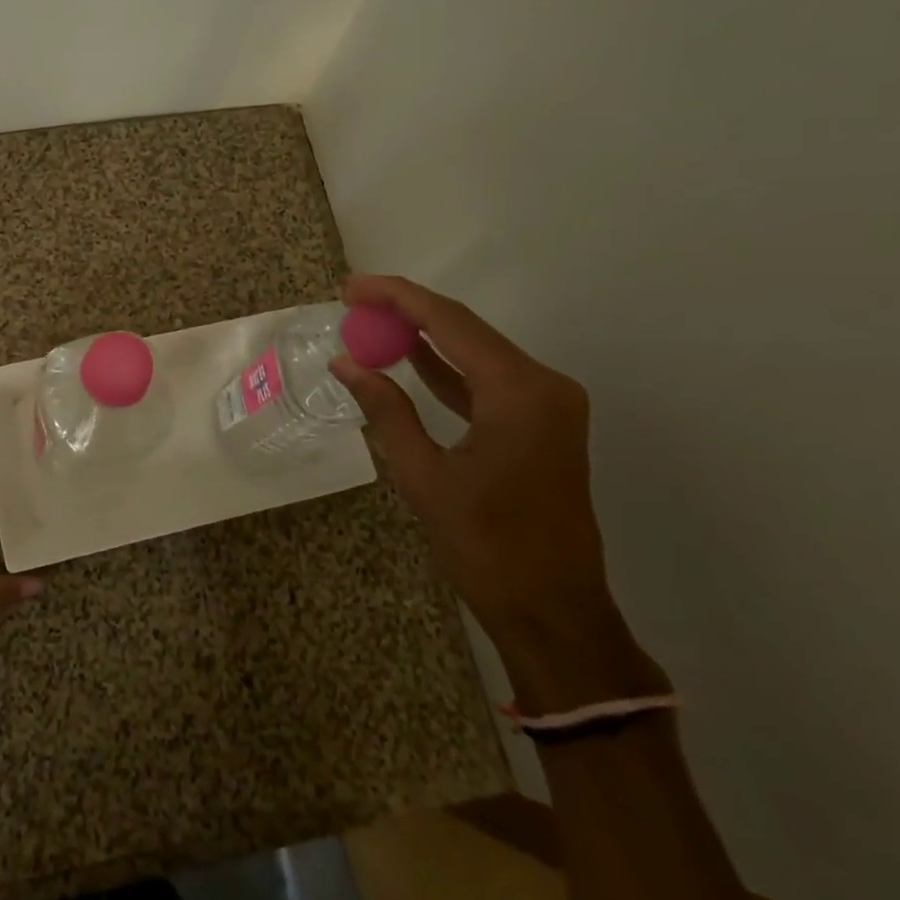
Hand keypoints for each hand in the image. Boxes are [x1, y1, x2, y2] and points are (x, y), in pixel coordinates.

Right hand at [330, 276, 657, 710]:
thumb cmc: (487, 547)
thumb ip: (386, 410)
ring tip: (372, 322)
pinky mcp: (542, 424)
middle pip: (466, 329)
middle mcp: (543, 386)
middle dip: (408, 311)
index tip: (352, 287)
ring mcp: (548, 405)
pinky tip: (411, 358)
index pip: (450, 323)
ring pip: (476, 351)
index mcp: (520, 393)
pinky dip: (448, 369)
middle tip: (354, 300)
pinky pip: (487, 381)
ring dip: (426, 337)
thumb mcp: (424, 475)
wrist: (554, 612)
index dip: (397, 297)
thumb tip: (346, 363)